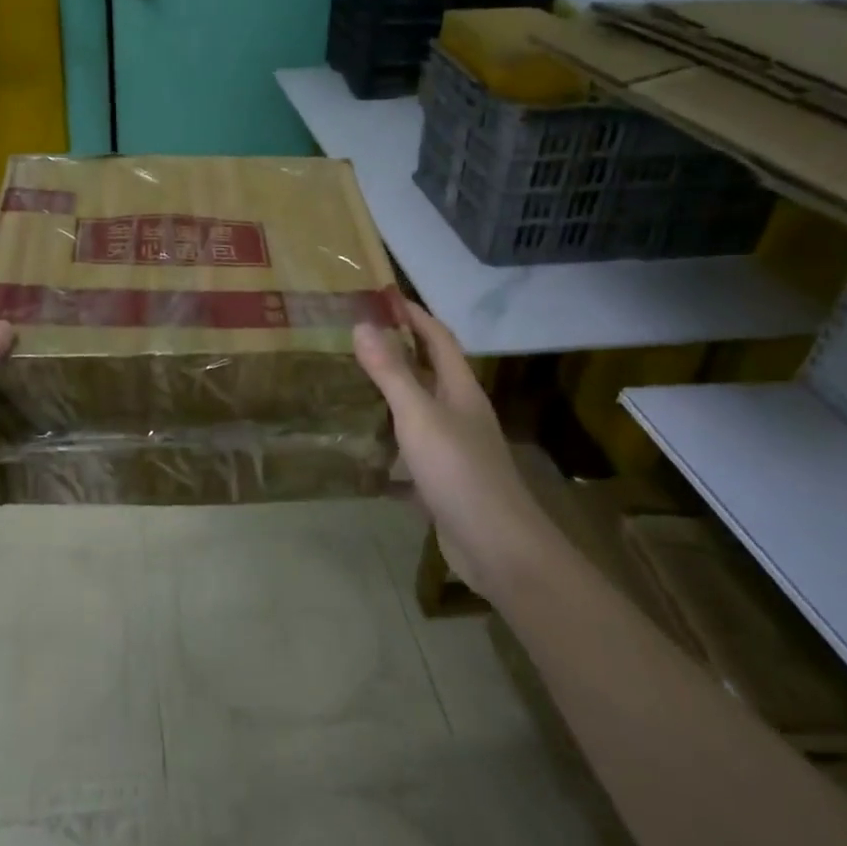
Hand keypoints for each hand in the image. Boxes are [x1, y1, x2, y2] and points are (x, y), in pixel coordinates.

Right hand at [353, 301, 544, 600]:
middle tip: (353, 340)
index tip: (382, 297)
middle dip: (397, 352)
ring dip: (389, 398)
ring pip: (418, 413)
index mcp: (460, 390)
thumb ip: (391, 372)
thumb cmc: (459, 471)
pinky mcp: (443, 482)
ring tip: (349, 388)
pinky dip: (387, 449)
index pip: (439, 338)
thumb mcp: (419, 416)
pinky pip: (410, 454)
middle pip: (429, 372)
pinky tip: (360, 454)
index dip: (413, 315)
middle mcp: (460, 414)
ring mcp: (454, 449)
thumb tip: (363, 324)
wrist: (498, 548)